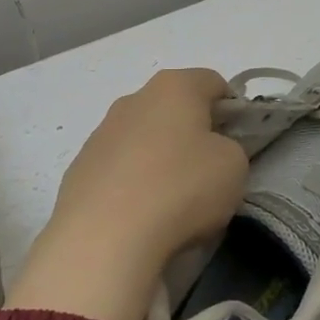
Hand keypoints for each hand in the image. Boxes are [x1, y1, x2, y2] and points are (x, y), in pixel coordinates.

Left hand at [7, 69, 248, 319]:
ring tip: (170, 203)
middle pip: (174, 108)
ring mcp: (101, 132)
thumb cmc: (181, 188)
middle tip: (207, 173)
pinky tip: (139, 216)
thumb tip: (209, 152)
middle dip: (193, 134)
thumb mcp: (234, 166)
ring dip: (159, 159)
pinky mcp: (80, 167)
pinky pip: (118, 168)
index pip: (213, 83)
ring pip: (143, 138)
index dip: (232, 109)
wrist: (104, 236)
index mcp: (174, 86)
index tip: (239, 142)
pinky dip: (132, 184)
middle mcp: (134, 98)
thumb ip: (230, 148)